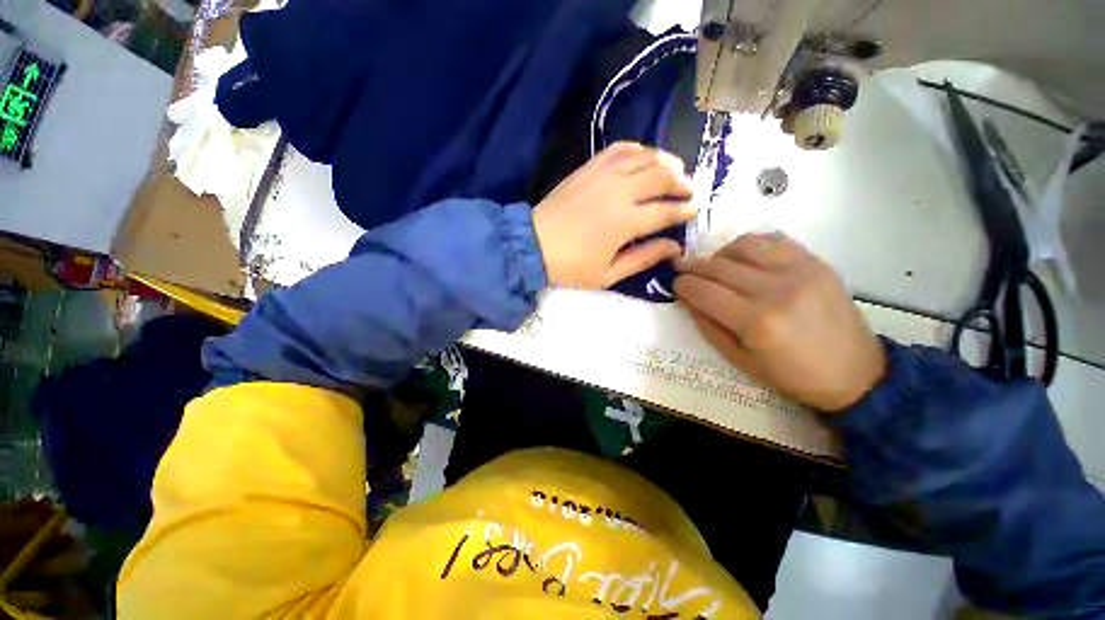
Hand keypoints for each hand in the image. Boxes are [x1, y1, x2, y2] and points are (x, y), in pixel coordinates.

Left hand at [533, 142, 696, 288]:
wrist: (533, 245)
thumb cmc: (570, 266)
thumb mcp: (608, 273)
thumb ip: (643, 258)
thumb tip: (675, 247)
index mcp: (626, 222)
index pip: (666, 211)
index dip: (684, 210)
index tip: (694, 210)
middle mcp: (619, 192)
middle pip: (661, 176)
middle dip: (682, 182)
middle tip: (689, 190)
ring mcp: (603, 175)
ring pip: (645, 157)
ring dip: (665, 161)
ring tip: (675, 170)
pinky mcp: (588, 168)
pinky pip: (619, 149)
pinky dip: (637, 149)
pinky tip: (644, 156)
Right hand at [675, 233, 885, 412]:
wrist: (855, 371)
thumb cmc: (792, 374)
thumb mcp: (739, 360)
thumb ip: (707, 326)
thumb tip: (686, 299)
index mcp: (756, 322)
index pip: (704, 292)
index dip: (683, 285)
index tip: (675, 284)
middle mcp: (776, 290)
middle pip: (719, 267)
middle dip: (693, 267)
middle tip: (683, 270)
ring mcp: (800, 271)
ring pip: (744, 245)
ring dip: (720, 253)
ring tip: (716, 266)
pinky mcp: (816, 262)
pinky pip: (773, 240)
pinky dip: (751, 246)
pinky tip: (746, 261)